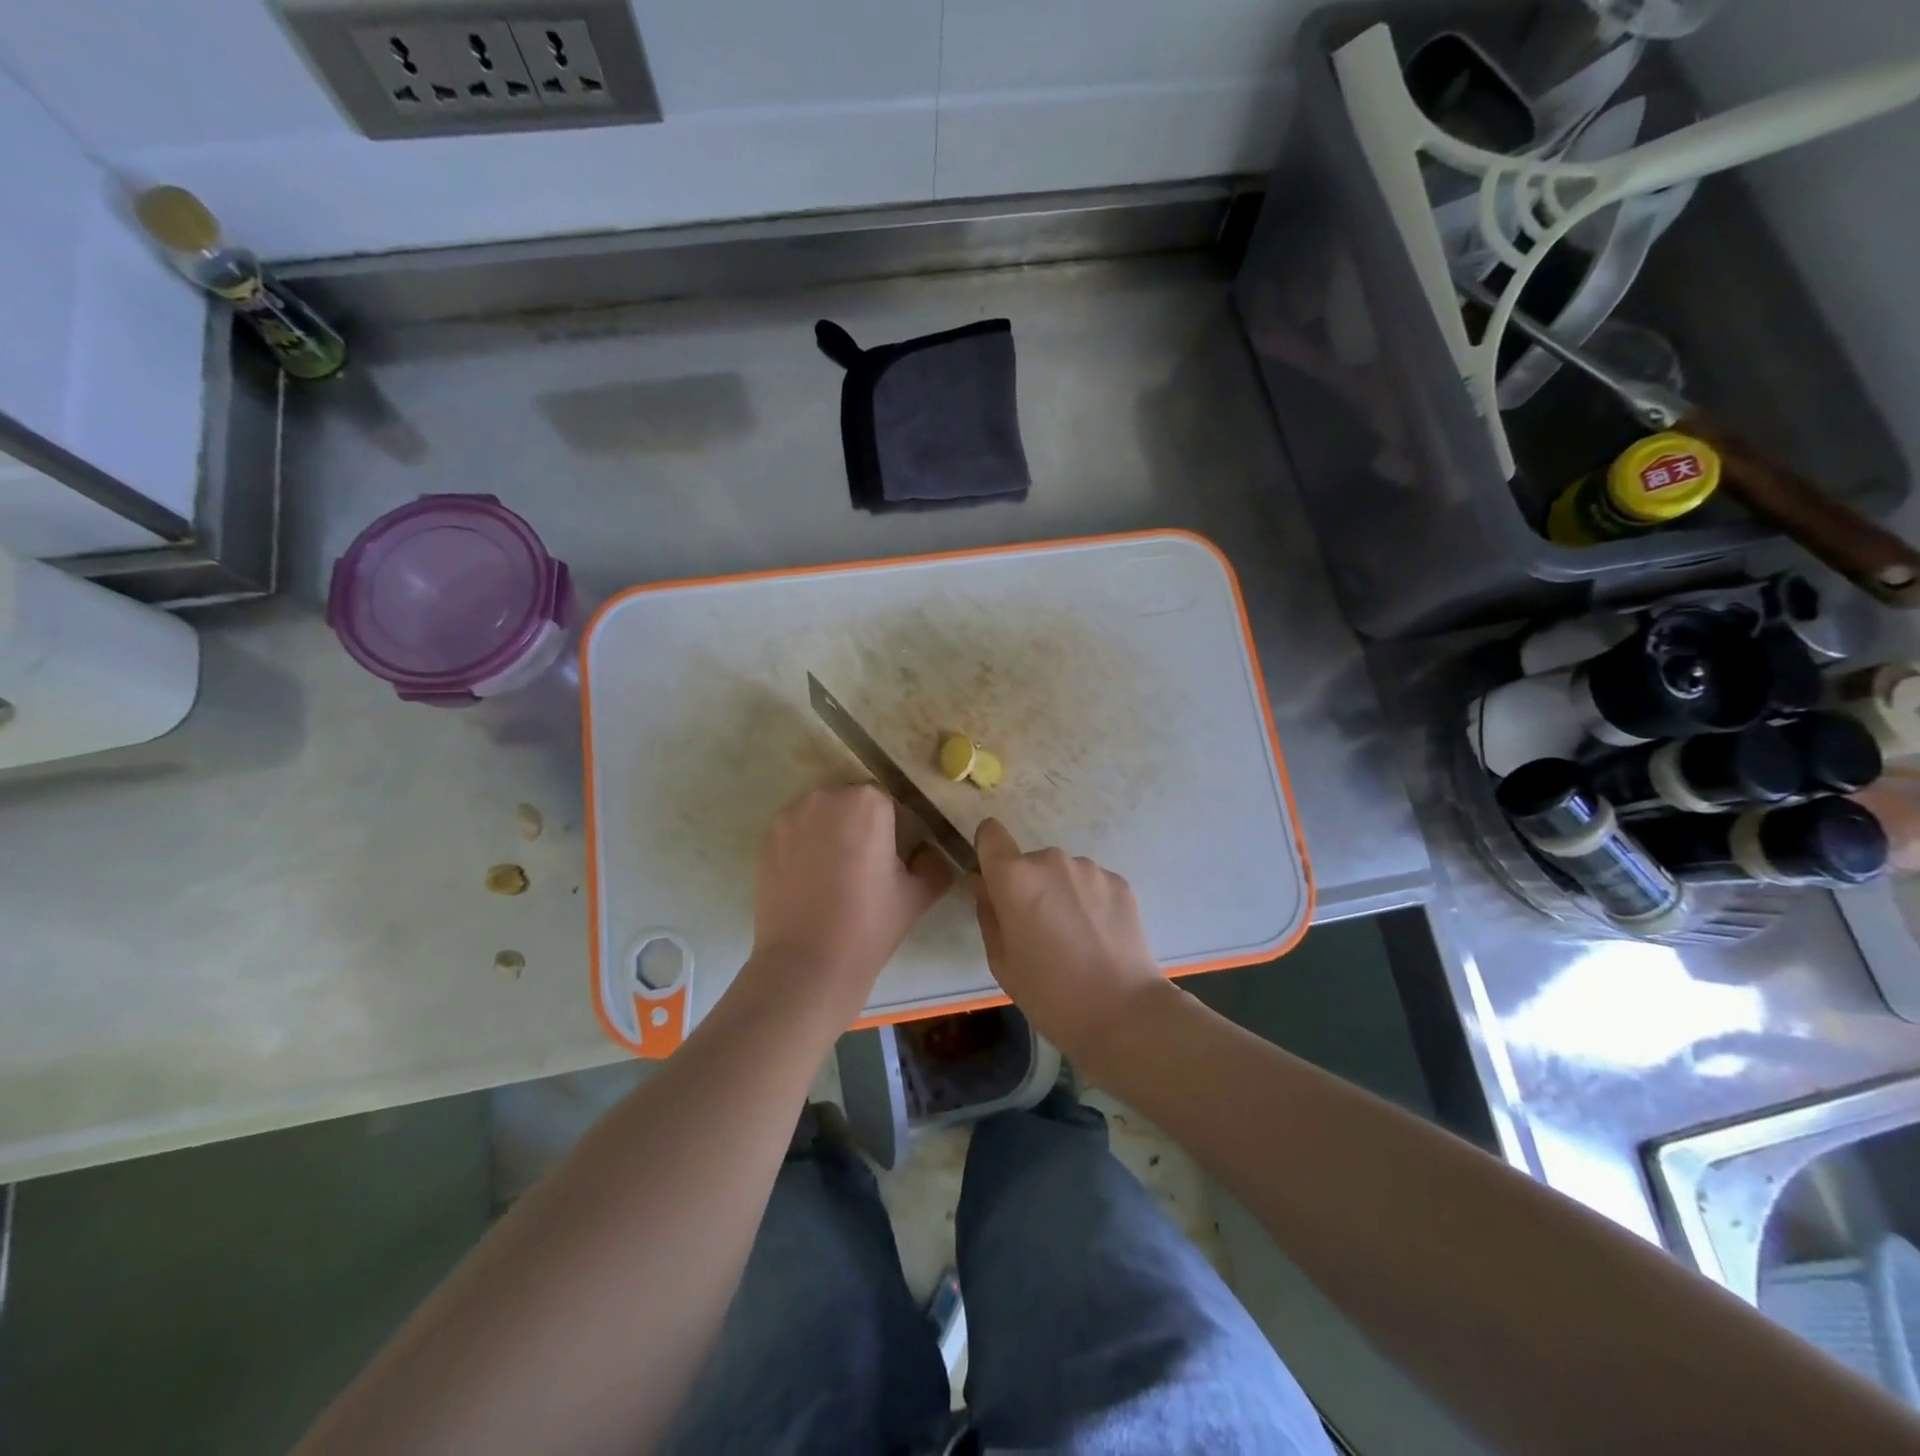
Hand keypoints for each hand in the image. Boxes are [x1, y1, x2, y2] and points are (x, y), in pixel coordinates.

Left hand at [744, 785, 951, 1018]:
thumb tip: (925, 852)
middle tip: (864, 865)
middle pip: (850, 800)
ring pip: (820, 812)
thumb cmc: (870, 924)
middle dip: (858, 823)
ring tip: (833, 872)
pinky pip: (794, 829)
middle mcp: (827, 796)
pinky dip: (803, 843)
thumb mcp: (920, 894)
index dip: (892, 827)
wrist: (808, 963)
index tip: (890, 857)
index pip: (887, 800)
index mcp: (868, 802)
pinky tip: (809, 878)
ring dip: (829, 829)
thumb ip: (934, 862)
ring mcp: (790, 815)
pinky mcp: (766, 838)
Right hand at [972, 819, 1168, 1069]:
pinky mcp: (1120, 882)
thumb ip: (988, 912)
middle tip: (1040, 930)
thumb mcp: (1001, 961)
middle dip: (1029, 886)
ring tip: (1076, 938)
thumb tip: (986, 885)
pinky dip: (1090, 902)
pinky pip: (1091, 884)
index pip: (991, 833)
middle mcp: (1051, 861)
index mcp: (1015, 878)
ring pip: (1063, 873)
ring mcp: (1090, 869)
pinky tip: (1099, 938)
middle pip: (1029, 862)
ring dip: (1062, 893)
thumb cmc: (1049, 994)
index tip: (995, 881)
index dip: (989, 851)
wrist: (1123, 1013)